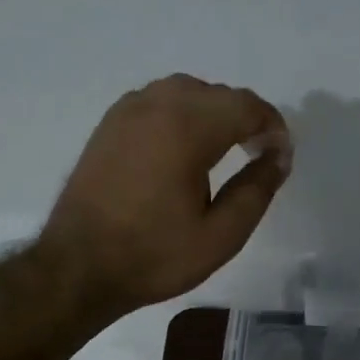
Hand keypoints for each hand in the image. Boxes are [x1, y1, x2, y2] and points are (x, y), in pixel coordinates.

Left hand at [40, 74, 291, 319]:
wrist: (78, 267)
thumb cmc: (154, 256)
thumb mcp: (220, 236)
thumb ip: (257, 191)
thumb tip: (280, 156)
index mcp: (186, 128)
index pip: (245, 106)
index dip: (272, 126)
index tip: (281, 156)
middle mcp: (156, 105)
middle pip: (218, 93)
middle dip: (246, 118)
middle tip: (259, 156)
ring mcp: (127, 111)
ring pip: (187, 92)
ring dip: (214, 112)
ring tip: (225, 150)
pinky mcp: (109, 124)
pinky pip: (158, 101)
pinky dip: (183, 114)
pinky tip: (185, 149)